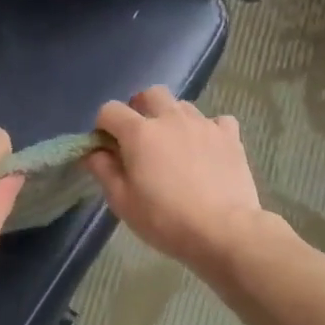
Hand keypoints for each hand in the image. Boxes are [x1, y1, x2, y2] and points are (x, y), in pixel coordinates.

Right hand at [86, 87, 265, 272]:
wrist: (223, 230)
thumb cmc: (164, 219)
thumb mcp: (122, 202)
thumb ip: (103, 170)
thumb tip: (93, 152)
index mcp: (139, 132)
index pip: (110, 110)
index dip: (103, 126)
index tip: (107, 148)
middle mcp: (170, 118)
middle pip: (150, 94)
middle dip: (140, 109)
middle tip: (140, 138)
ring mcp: (203, 124)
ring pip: (182, 106)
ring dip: (172, 119)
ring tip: (174, 146)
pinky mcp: (230, 136)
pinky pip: (216, 121)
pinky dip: (207, 130)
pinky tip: (207, 150)